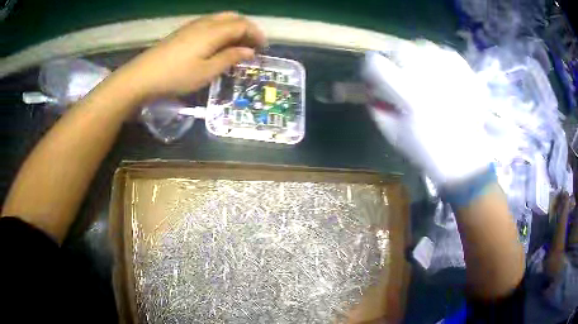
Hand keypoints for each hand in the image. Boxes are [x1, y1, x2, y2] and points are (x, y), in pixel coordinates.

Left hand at [118, 12, 265, 98]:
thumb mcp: (206, 72)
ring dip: (233, 28)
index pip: (242, 25)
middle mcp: (205, 23)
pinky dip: (221, 29)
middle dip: (247, 28)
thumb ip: (229, 58)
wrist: (142, 76)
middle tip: (252, 44)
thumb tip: (249, 51)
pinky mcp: (183, 31)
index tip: (263, 47)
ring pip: (220, 19)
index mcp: (214, 31)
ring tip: (237, 44)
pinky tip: (217, 43)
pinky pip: (209, 23)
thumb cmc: (176, 76)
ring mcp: (192, 25)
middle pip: (232, 17)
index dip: (256, 34)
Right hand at [363, 41, 491, 185]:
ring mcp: (450, 74)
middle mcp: (430, 79)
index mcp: (410, 96)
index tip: (374, 75)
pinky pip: (445, 52)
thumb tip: (372, 91)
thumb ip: (378, 110)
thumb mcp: (395, 136)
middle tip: (399, 71)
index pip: (377, 64)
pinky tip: (439, 71)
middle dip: (393, 58)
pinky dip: (438, 58)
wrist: (465, 160)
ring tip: (420, 70)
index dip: (370, 67)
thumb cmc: (428, 152)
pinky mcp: (466, 74)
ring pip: (423, 45)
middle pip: (400, 48)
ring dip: (416, 55)